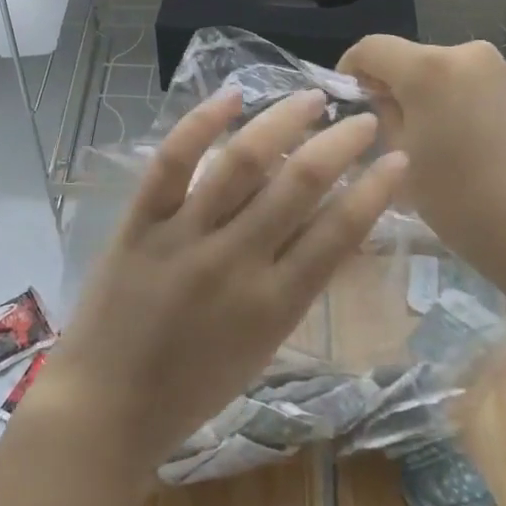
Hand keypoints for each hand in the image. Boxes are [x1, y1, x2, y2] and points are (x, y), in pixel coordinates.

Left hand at [45, 87, 407, 472]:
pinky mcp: (140, 223)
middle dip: (340, 144)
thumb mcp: (262, 347)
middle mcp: (236, 261)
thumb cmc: (192, 389)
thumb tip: (327, 228)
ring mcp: (184, 237)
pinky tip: (231, 97)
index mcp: (275, 304)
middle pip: (299, 184)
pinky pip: (172, 163)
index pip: (339, 232)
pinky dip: (200, 123)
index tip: (398, 158)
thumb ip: (293, 287)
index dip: (376, 190)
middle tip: (363, 118)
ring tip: (311, 98)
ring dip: (282, 121)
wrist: (107, 408)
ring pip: (241, 162)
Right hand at [339, 36, 505, 286]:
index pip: (372, 47)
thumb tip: (383, 98)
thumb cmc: (460, 200)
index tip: (346, 96)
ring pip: (449, 74)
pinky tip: (472, 147)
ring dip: (433, 96)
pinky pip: (480, 88)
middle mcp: (468, 56)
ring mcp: (504, 71)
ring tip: (435, 141)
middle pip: (414, 59)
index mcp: (428, 70)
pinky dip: (465, 105)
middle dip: (396, 86)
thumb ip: (385, 117)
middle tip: (389, 128)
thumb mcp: (402, 160)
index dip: (350, 67)